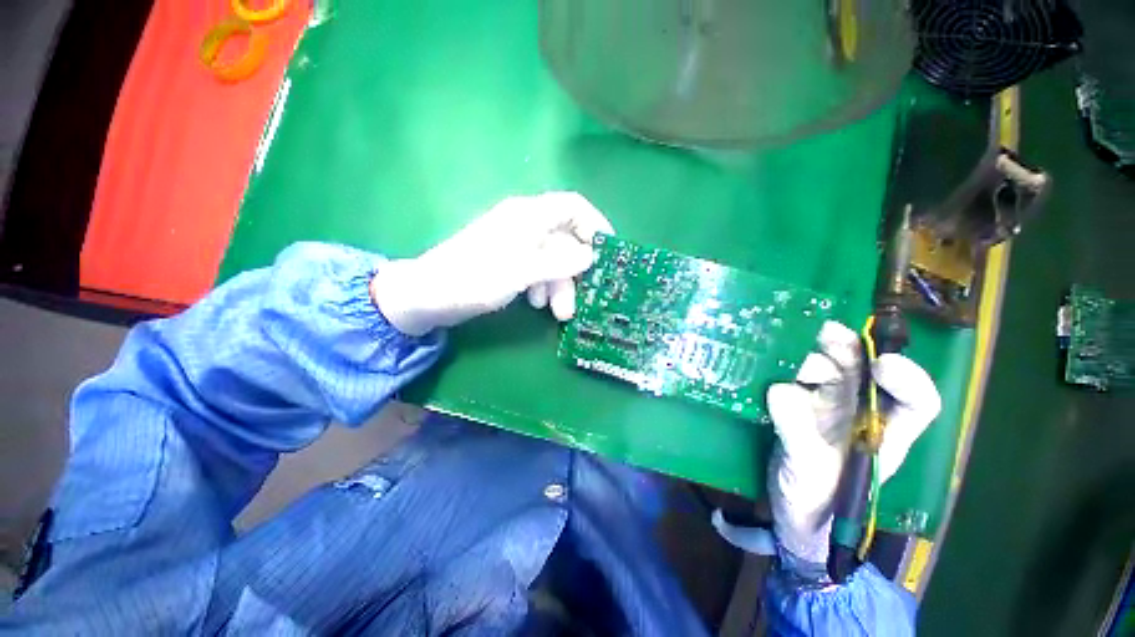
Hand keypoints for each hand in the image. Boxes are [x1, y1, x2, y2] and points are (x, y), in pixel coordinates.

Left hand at [371, 192, 613, 335]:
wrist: (430, 295)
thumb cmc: (474, 278)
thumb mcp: (522, 271)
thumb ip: (559, 262)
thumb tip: (590, 255)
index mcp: (528, 215)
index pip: (573, 206)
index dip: (595, 224)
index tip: (609, 251)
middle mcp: (525, 225)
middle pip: (565, 240)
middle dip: (575, 271)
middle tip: (579, 300)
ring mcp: (516, 244)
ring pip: (553, 260)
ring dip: (559, 285)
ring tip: (556, 312)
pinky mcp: (509, 262)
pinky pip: (537, 270)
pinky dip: (543, 286)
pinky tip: (535, 303)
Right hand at [714, 321, 940, 569]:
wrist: (786, 511)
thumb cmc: (814, 504)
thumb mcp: (810, 475)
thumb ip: (799, 436)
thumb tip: (780, 389)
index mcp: (884, 433)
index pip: (915, 402)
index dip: (907, 379)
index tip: (880, 365)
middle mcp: (859, 411)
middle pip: (860, 369)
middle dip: (841, 348)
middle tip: (815, 331)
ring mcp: (824, 405)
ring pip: (822, 365)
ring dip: (804, 350)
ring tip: (780, 339)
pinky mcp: (793, 402)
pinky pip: (790, 375)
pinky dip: (779, 362)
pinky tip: (764, 354)